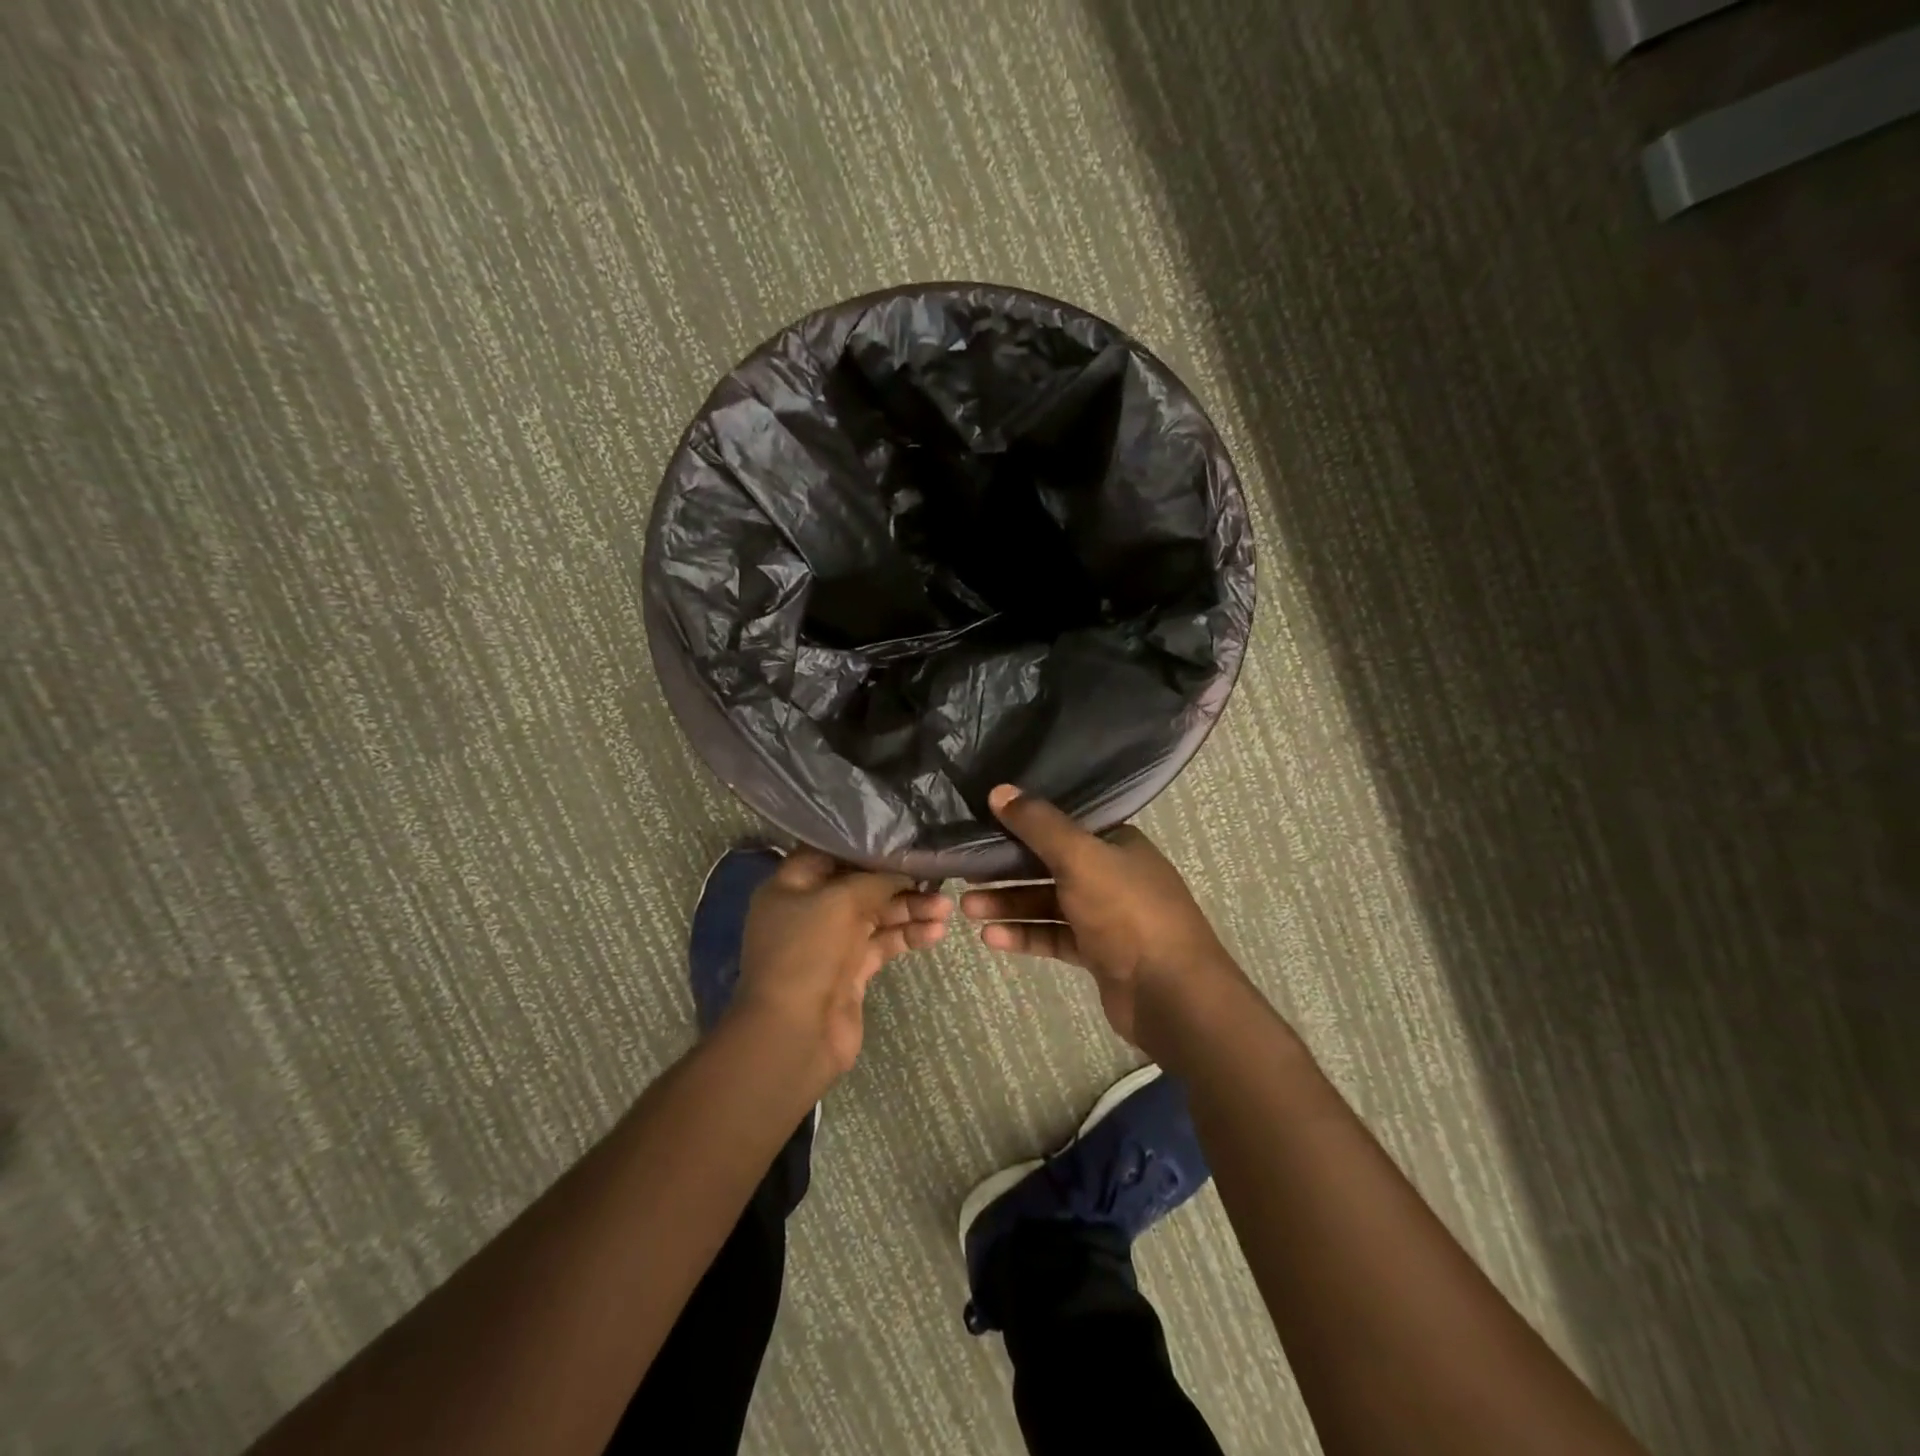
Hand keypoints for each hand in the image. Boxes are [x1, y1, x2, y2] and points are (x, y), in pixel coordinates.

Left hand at [733, 849, 951, 1077]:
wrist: (795, 1035)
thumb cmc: (807, 953)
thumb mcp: (840, 901)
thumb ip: (875, 880)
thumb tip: (904, 870)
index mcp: (791, 886)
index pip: (829, 852)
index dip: (864, 845)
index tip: (902, 838)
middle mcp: (810, 909)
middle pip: (860, 884)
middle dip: (898, 880)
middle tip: (936, 875)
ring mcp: (831, 941)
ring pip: (877, 914)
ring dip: (911, 909)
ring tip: (946, 909)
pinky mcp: (852, 970)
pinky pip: (884, 943)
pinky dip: (909, 935)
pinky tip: (936, 932)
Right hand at [961, 785, 1240, 1050]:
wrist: (1171, 993)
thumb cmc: (1127, 911)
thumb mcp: (1080, 857)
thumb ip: (1038, 825)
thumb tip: (999, 790)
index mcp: (1116, 843)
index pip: (1063, 825)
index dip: (1023, 823)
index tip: (984, 824)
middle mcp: (1112, 874)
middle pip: (1050, 865)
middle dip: (1007, 870)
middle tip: (965, 872)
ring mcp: (1106, 917)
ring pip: (1048, 903)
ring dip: (1009, 904)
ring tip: (967, 909)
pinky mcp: (1098, 953)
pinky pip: (1054, 936)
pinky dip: (1025, 935)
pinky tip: (991, 939)